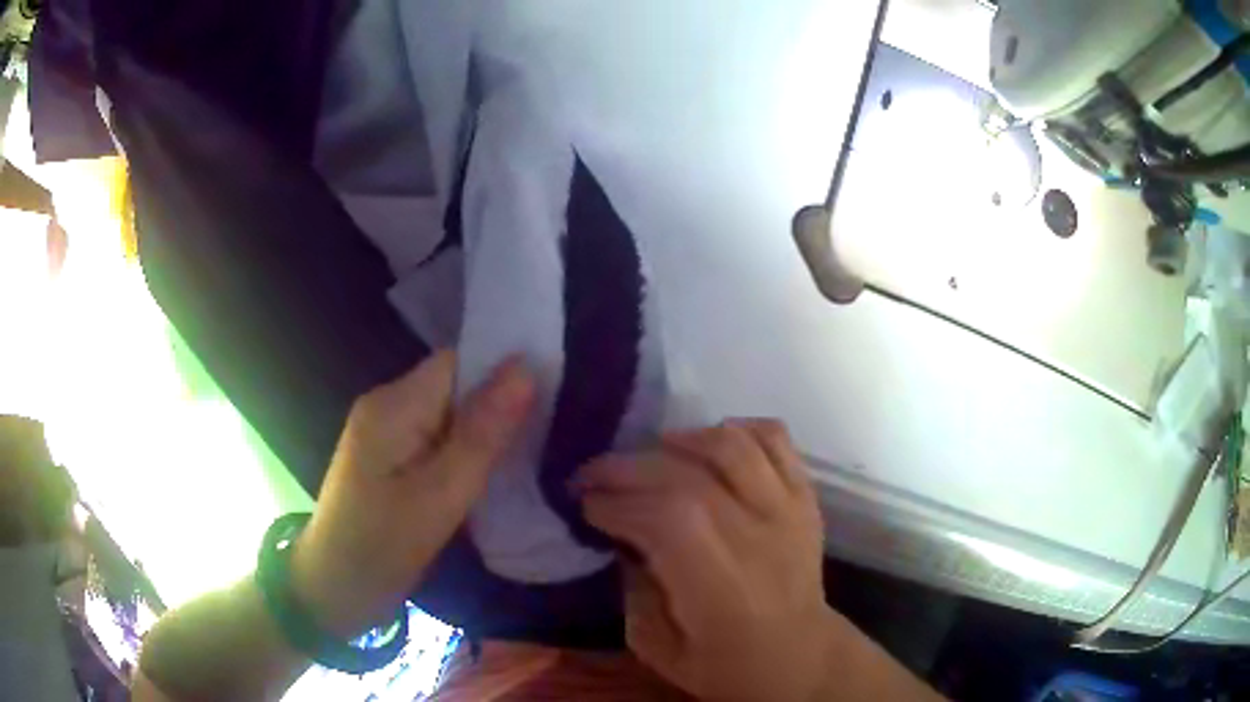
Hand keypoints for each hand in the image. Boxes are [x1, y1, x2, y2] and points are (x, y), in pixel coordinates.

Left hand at [289, 351, 535, 636]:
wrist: (334, 590)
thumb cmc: (382, 546)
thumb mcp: (439, 496)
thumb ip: (482, 433)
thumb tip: (525, 367)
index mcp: (395, 404)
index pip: (460, 361)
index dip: (506, 370)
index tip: (556, 391)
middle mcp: (389, 406)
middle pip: (456, 385)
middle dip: (502, 403)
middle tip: (555, 427)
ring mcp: (388, 433)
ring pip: (451, 414)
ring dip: (488, 430)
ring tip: (539, 447)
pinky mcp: (392, 458)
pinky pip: (439, 439)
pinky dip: (469, 451)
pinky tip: (498, 471)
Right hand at [576, 420, 836, 701]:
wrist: (800, 658)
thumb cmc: (726, 665)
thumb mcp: (658, 648)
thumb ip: (632, 590)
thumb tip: (619, 537)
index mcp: (718, 584)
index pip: (661, 517)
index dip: (613, 503)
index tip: (583, 505)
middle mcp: (755, 535)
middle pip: (687, 475)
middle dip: (626, 468)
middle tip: (593, 476)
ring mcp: (787, 509)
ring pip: (731, 445)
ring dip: (680, 440)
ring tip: (650, 454)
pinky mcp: (805, 497)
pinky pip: (775, 440)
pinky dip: (738, 429)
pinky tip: (709, 445)